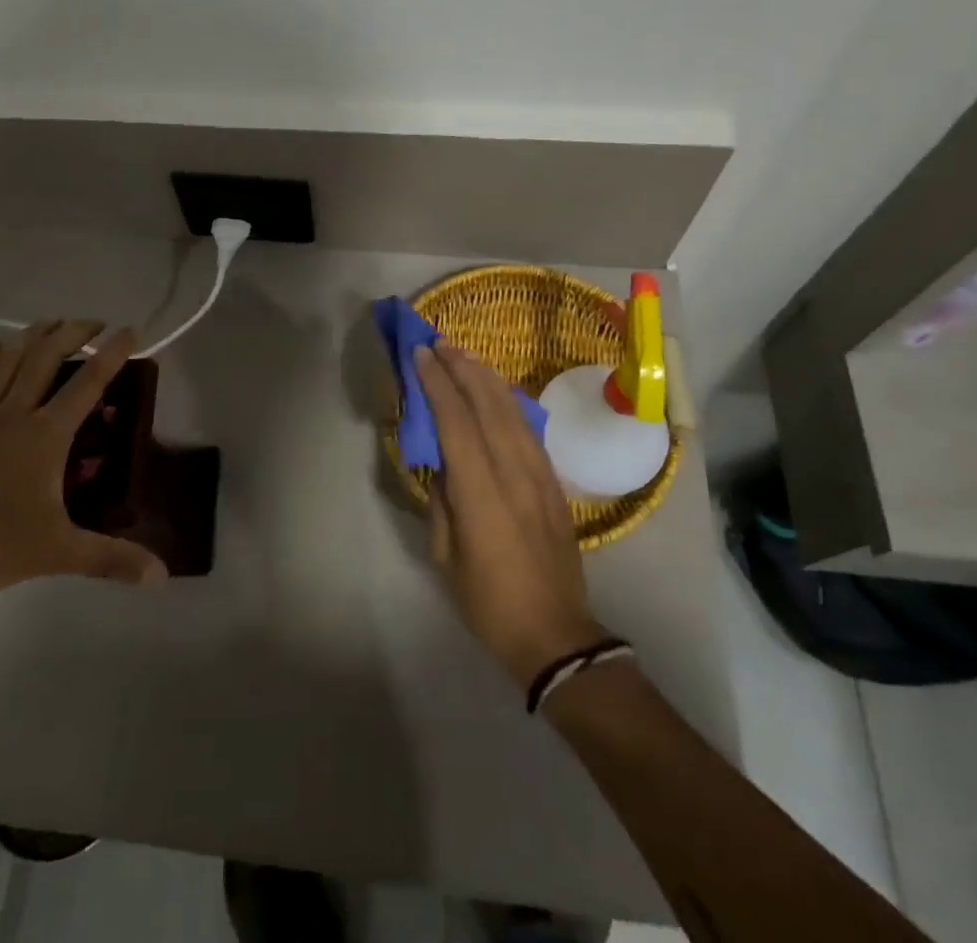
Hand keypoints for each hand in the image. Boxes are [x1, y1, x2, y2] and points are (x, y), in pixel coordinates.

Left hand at [0, 320, 166, 611]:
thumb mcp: (59, 553)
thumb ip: (112, 560)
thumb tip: (161, 576)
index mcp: (44, 435)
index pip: (87, 384)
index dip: (112, 354)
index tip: (130, 330)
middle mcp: (13, 415)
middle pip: (44, 358)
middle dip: (72, 333)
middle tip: (93, 323)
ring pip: (6, 361)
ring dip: (31, 336)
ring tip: (50, 324)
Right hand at [416, 342, 609, 686]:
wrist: (556, 634)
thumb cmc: (489, 602)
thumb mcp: (447, 557)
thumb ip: (443, 502)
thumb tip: (440, 462)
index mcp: (482, 495)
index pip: (457, 424)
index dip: (437, 385)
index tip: (421, 356)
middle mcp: (514, 474)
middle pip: (488, 406)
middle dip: (462, 369)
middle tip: (440, 343)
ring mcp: (540, 476)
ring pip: (513, 412)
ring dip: (487, 378)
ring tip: (465, 355)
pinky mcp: (554, 483)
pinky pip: (530, 429)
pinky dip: (509, 401)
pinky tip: (497, 389)